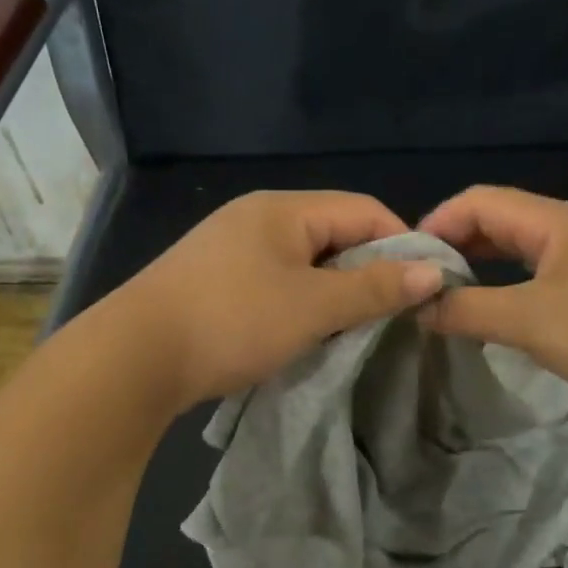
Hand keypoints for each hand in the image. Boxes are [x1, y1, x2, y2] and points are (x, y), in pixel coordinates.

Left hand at [108, 191, 445, 409]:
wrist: (134, 358)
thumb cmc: (232, 322)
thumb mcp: (313, 306)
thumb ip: (374, 288)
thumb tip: (433, 272)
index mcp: (283, 209)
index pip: (363, 209)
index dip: (401, 243)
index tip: (425, 286)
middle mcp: (257, 217)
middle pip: (333, 233)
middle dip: (367, 270)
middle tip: (391, 313)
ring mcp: (231, 248)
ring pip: (304, 262)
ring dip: (334, 291)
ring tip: (354, 328)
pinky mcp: (214, 280)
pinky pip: (275, 281)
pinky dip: (301, 302)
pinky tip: (306, 331)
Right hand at [418, 186, 567, 411]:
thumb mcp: (531, 321)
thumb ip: (469, 309)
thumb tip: (418, 305)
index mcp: (554, 220)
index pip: (479, 201)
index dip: (436, 223)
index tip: (405, 262)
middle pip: (500, 221)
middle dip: (456, 246)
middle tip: (421, 283)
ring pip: (524, 251)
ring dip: (484, 268)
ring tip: (451, 298)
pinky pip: (545, 275)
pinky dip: (512, 287)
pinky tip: (501, 313)